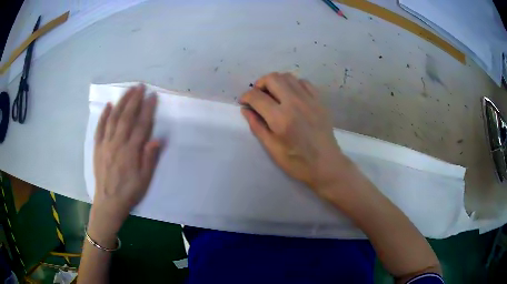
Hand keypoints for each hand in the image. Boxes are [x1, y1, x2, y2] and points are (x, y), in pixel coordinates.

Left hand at [91, 85, 159, 237]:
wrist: (108, 203)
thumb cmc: (129, 192)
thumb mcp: (144, 180)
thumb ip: (149, 158)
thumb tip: (157, 138)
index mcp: (130, 152)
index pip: (141, 125)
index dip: (147, 109)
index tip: (152, 96)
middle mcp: (117, 144)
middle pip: (126, 117)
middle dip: (134, 99)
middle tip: (140, 86)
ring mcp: (105, 144)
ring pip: (113, 118)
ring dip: (121, 102)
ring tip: (128, 90)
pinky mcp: (97, 147)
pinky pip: (100, 128)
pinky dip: (104, 115)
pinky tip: (108, 105)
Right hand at [240, 73, 347, 190]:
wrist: (326, 165)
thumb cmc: (297, 162)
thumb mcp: (272, 148)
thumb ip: (257, 126)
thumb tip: (246, 110)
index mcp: (280, 118)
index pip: (257, 96)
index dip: (246, 97)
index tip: (244, 102)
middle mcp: (295, 103)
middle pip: (272, 78)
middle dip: (260, 84)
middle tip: (258, 96)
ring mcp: (309, 100)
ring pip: (288, 76)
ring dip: (276, 82)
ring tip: (273, 95)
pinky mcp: (319, 101)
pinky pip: (303, 82)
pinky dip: (293, 84)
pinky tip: (291, 95)